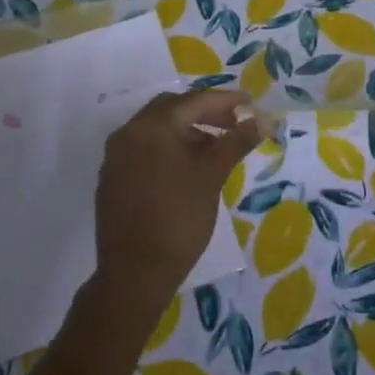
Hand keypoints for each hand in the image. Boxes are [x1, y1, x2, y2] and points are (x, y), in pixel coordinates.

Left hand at [92, 89, 260, 323]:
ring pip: (156, 129)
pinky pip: (143, 148)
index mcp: (152, 126)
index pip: (194, 101)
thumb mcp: (212, 177)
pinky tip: (188, 168)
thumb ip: (235, 142)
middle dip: (205, 112)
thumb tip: (262, 120)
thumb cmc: (178, 220)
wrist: (134, 274)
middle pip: (172, 108)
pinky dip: (168, 147)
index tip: (250, 104)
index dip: (226, 101)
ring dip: (186, 130)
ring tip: (216, 148)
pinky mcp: (112, 177)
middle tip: (233, 124)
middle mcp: (128, 132)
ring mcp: (116, 155)